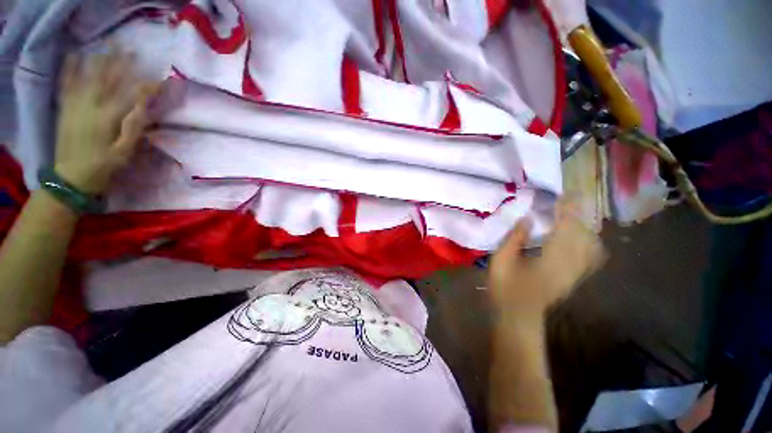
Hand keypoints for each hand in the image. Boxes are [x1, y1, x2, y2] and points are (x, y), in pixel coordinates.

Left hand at [54, 48, 160, 193]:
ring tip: (108, 47)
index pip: (131, 97)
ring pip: (87, 76)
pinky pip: (67, 83)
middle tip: (131, 49)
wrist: (70, 177)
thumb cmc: (102, 167)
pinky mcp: (65, 108)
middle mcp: (89, 106)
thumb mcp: (124, 152)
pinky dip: (70, 68)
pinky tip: (75, 56)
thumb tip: (145, 109)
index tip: (161, 80)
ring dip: (99, 60)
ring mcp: (75, 105)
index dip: (147, 87)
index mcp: (107, 119)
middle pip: (107, 80)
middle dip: (120, 64)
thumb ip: (133, 129)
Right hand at [489, 201, 605, 324]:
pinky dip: (589, 241)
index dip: (567, 210)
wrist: (518, 316)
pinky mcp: (574, 279)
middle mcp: (569, 265)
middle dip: (578, 215)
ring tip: (574, 215)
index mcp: (550, 259)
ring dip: (584, 227)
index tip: (566, 195)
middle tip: (570, 200)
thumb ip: (514, 238)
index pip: (565, 229)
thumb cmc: (505, 287)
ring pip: (590, 245)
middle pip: (583, 235)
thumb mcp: (501, 260)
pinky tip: (582, 236)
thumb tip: (527, 219)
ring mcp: (575, 273)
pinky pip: (590, 257)